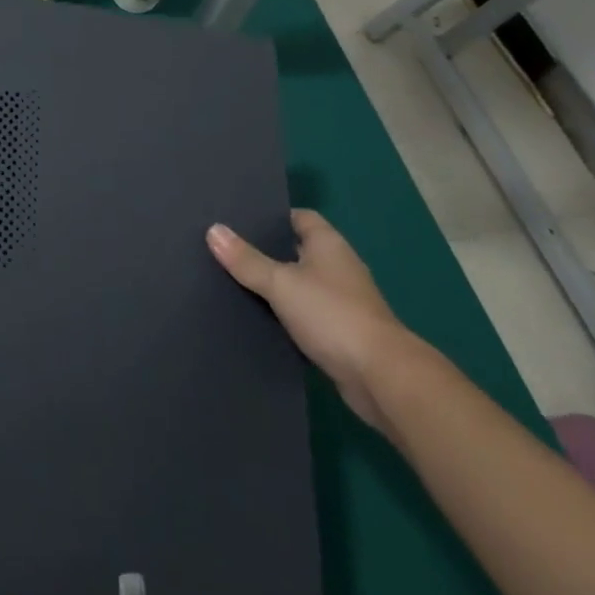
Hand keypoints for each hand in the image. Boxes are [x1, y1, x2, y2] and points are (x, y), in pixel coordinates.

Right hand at [207, 209, 410, 428]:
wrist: (381, 378)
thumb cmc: (332, 315)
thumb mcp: (280, 283)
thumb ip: (247, 260)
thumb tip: (213, 230)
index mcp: (328, 244)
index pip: (298, 217)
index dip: (270, 216)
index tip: (237, 219)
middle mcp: (337, 267)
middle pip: (296, 250)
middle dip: (265, 250)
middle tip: (225, 249)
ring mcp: (341, 301)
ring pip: (299, 284)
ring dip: (274, 286)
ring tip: (232, 281)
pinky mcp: (340, 333)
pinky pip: (304, 314)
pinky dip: (284, 314)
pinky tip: (256, 317)